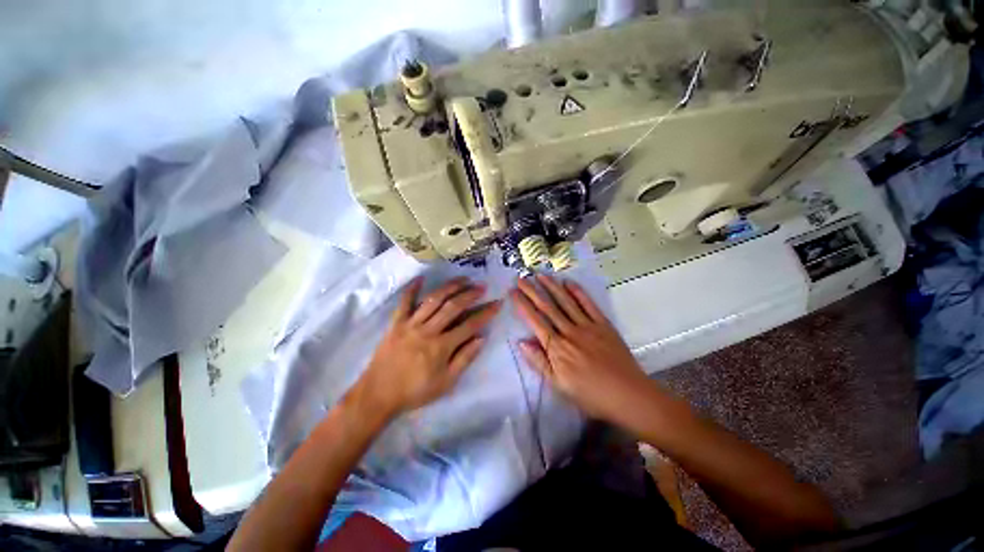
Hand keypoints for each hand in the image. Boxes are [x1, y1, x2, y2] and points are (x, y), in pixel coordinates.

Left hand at [356, 276, 500, 419]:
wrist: (378, 395)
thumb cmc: (415, 391)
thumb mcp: (445, 383)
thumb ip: (464, 359)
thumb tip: (482, 338)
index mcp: (441, 347)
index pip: (469, 325)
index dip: (485, 313)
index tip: (497, 303)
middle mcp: (428, 331)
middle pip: (453, 307)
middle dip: (470, 295)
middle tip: (482, 287)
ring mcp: (411, 324)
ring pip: (433, 300)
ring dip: (450, 287)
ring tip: (463, 279)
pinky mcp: (396, 323)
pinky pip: (404, 302)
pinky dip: (412, 289)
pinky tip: (421, 278)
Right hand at [511, 274, 647, 423]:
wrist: (629, 396)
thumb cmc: (591, 395)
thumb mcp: (559, 385)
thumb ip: (539, 362)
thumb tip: (521, 342)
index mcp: (557, 348)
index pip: (535, 321)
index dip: (523, 305)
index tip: (513, 292)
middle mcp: (570, 332)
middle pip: (548, 307)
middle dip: (533, 291)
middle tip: (522, 278)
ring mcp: (588, 326)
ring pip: (566, 302)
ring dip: (552, 287)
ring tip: (540, 275)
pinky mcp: (603, 324)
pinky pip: (589, 304)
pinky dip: (578, 292)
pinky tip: (568, 282)